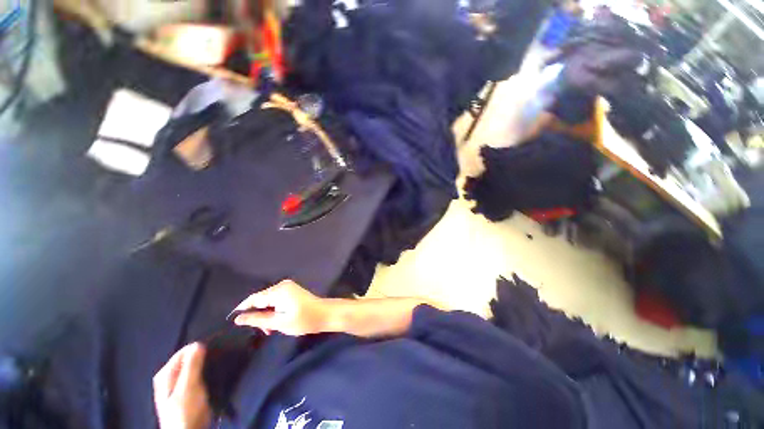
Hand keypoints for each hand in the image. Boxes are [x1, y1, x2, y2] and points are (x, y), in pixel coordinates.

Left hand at [153, 343, 211, 428]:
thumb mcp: (189, 387)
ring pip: (195, 368)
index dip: (200, 348)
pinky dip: (206, 375)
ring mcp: (178, 387)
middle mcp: (169, 378)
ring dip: (206, 366)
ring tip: (219, 366)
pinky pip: (198, 377)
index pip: (184, 351)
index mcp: (165, 374)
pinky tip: (214, 377)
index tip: (216, 348)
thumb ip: (192, 365)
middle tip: (219, 358)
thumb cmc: (186, 411)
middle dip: (204, 358)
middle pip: (189, 360)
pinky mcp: (188, 394)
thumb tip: (198, 343)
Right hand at [232, 280, 328, 335]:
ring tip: (272, 329)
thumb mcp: (279, 322)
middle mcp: (282, 285)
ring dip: (266, 315)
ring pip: (268, 301)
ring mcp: (288, 287)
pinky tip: (277, 321)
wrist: (324, 314)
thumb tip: (238, 318)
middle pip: (261, 299)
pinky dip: (274, 310)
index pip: (254, 298)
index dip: (242, 309)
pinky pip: (276, 300)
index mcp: (278, 291)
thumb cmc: (303, 320)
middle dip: (258, 315)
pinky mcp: (292, 291)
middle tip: (264, 330)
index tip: (234, 322)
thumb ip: (258, 320)